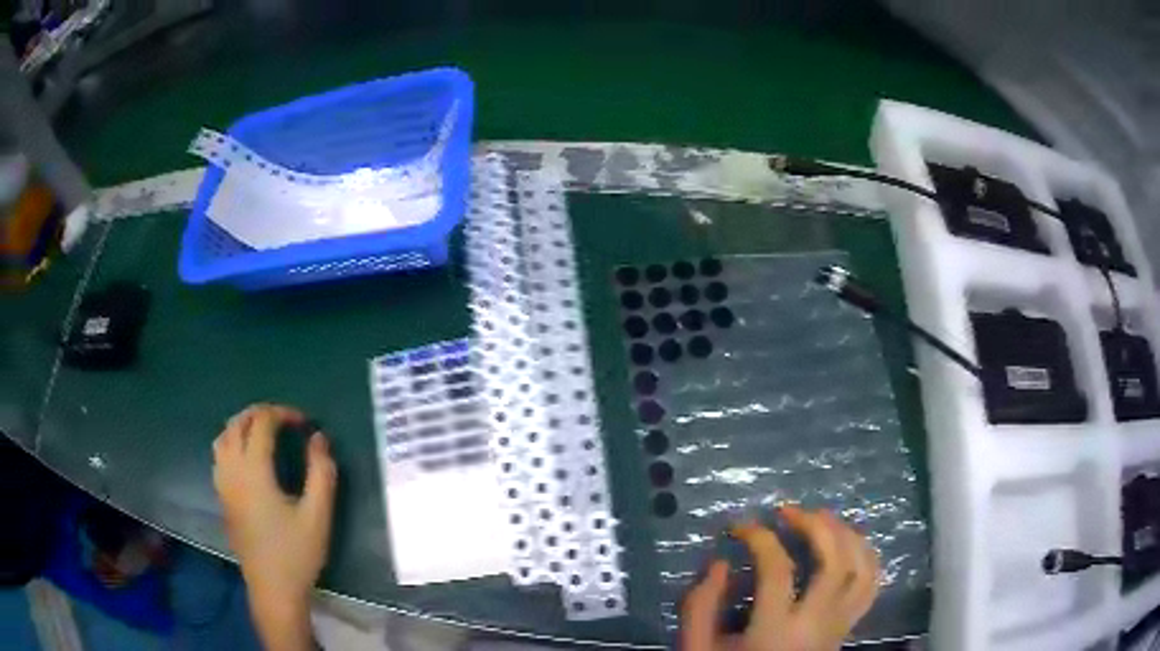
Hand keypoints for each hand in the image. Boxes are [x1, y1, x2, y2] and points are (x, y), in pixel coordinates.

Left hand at [212, 403, 336, 649]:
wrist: (273, 589)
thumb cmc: (297, 553)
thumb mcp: (318, 515)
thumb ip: (321, 472)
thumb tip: (319, 437)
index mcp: (254, 471)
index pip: (261, 423)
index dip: (283, 413)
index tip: (304, 423)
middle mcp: (232, 471)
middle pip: (237, 423)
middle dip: (260, 413)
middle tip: (285, 420)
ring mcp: (223, 484)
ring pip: (223, 437)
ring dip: (242, 425)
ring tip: (264, 432)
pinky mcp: (222, 498)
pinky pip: (219, 455)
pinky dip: (232, 442)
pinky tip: (248, 458)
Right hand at [681, 507, 879, 650]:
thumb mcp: (698, 649)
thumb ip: (699, 607)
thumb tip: (720, 563)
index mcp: (776, 630)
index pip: (777, 569)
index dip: (759, 537)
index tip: (739, 526)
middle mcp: (817, 623)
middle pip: (834, 561)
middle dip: (814, 526)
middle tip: (788, 511)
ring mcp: (839, 625)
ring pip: (862, 570)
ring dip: (846, 535)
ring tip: (821, 518)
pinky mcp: (848, 628)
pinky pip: (871, 586)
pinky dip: (867, 557)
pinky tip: (849, 543)